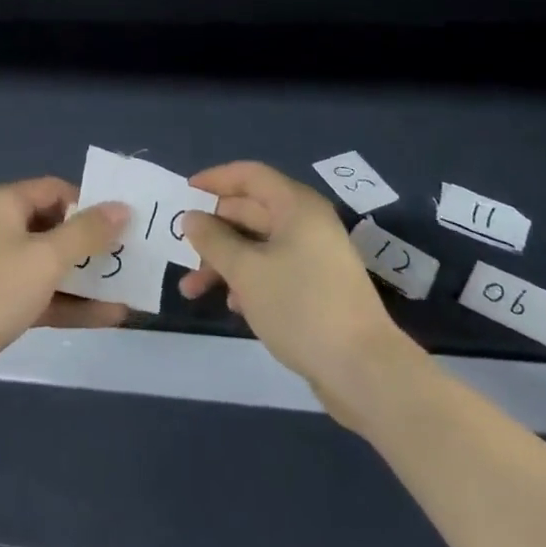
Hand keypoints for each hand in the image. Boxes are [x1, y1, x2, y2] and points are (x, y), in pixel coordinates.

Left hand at [0, 177, 130, 407]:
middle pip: (55, 227)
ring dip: (87, 276)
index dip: (89, 203)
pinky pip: (43, 295)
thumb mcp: (46, 257)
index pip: (55, 190)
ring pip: (51, 265)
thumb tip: (122, 207)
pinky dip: (71, 303)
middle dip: (93, 243)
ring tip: (129, 287)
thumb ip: (87, 232)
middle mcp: (0, 228)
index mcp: (4, 203)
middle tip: (131, 255)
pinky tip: (110, 316)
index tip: (123, 223)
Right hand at [180, 161, 414, 423]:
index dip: (215, 179)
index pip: (249, 175)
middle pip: (250, 211)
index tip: (184, 193)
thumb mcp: (246, 271)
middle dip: (213, 230)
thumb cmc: (300, 306)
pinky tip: (231, 305)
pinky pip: (273, 270)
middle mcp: (306, 223)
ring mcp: (314, 256)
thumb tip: (192, 218)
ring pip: (258, 245)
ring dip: (224, 261)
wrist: (364, 371)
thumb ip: (213, 240)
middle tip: (180, 247)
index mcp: (295, 206)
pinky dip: (248, 280)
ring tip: (192, 289)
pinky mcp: (317, 288)